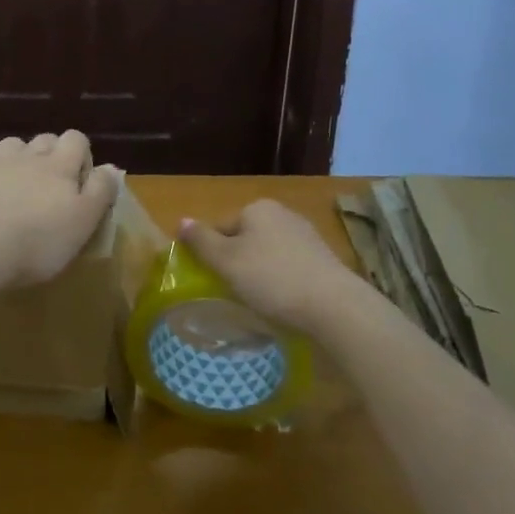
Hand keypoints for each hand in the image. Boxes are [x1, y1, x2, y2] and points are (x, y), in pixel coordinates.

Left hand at [0, 132, 120, 288]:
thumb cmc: (38, 241)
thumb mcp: (83, 222)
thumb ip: (100, 191)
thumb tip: (112, 168)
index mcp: (60, 166)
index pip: (77, 140)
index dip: (81, 154)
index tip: (79, 181)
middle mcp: (28, 155)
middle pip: (44, 139)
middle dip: (50, 154)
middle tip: (50, 185)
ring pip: (11, 144)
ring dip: (17, 156)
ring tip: (16, 180)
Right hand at [178, 200, 367, 334]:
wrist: (333, 305)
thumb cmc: (272, 279)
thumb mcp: (227, 261)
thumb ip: (201, 241)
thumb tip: (181, 220)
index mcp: (258, 208)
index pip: (221, 228)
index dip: (212, 256)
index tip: (214, 282)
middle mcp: (283, 213)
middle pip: (246, 240)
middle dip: (238, 264)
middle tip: (234, 294)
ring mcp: (306, 235)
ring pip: (269, 254)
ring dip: (260, 274)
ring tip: (259, 303)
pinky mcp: (323, 259)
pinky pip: (290, 268)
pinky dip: (282, 282)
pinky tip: (283, 303)